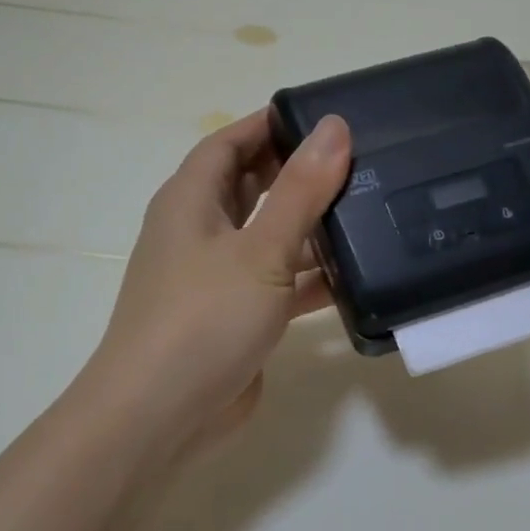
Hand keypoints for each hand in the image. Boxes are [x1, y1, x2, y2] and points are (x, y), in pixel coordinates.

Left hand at [78, 110, 350, 464]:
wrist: (160, 415)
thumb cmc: (203, 318)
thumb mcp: (260, 250)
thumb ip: (300, 190)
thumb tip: (334, 127)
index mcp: (191, 200)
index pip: (230, 141)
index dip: (271, 123)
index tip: (325, 115)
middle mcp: (201, 231)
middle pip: (252, 185)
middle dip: (298, 171)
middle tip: (360, 160)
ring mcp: (218, 276)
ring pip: (269, 235)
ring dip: (310, 226)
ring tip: (369, 210)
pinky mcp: (237, 316)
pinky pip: (278, 282)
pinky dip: (310, 277)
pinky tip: (355, 275)